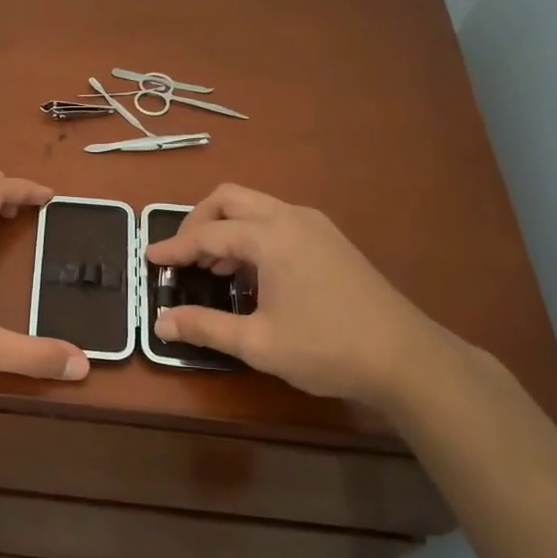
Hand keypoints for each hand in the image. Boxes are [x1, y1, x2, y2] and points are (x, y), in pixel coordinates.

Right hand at [145, 184, 449, 406]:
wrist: (407, 357)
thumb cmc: (327, 348)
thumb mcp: (258, 343)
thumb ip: (205, 327)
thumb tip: (161, 323)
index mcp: (271, 237)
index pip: (208, 233)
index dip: (174, 247)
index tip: (149, 258)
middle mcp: (292, 218)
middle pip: (230, 199)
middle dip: (199, 221)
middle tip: (183, 256)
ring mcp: (316, 226)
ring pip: (256, 207)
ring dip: (227, 228)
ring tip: (213, 269)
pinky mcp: (331, 240)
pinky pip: (278, 221)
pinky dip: (252, 235)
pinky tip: (252, 274)